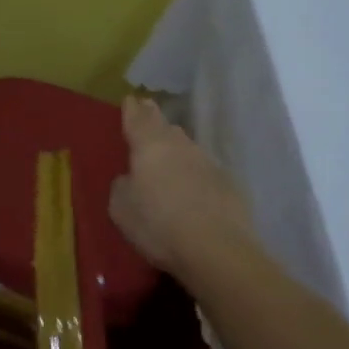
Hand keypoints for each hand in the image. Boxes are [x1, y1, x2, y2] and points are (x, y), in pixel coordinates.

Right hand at [108, 95, 256, 278]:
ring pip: (186, 146)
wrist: (216, 249)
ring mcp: (207, 162)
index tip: (131, 99)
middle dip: (154, 119)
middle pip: (165, 126)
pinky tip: (190, 186)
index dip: (132, 109)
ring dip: (175, 146)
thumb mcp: (121, 208)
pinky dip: (193, 172)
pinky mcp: (227, 183)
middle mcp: (180, 146)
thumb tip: (131, 178)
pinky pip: (203, 170)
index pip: (138, 119)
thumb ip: (122, 186)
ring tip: (166, 152)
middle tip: (147, 112)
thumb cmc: (158, 225)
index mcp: (149, 146)